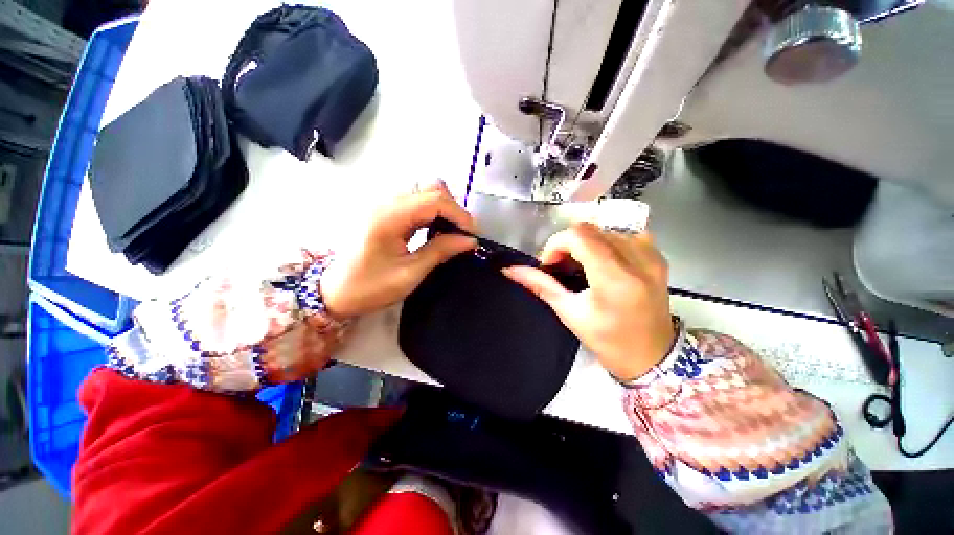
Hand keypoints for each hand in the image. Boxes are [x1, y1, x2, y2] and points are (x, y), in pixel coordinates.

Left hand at [319, 181, 477, 318]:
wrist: (333, 292)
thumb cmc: (370, 287)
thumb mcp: (409, 274)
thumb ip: (440, 251)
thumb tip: (470, 241)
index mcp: (390, 217)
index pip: (435, 200)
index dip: (459, 214)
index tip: (472, 235)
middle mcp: (386, 202)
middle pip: (431, 188)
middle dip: (453, 209)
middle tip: (462, 234)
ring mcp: (384, 204)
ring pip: (424, 192)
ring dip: (443, 209)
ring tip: (451, 233)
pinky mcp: (385, 210)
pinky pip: (415, 201)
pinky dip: (432, 212)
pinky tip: (435, 229)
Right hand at [502, 223, 674, 380]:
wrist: (653, 356)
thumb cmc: (608, 340)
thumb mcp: (570, 313)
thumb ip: (540, 285)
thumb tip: (510, 269)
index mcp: (615, 278)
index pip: (579, 235)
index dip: (557, 244)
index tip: (550, 264)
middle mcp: (638, 260)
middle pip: (590, 229)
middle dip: (568, 244)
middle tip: (562, 267)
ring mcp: (651, 255)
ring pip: (604, 230)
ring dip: (585, 244)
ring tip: (581, 266)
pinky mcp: (657, 256)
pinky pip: (622, 235)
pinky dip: (604, 244)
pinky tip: (601, 263)